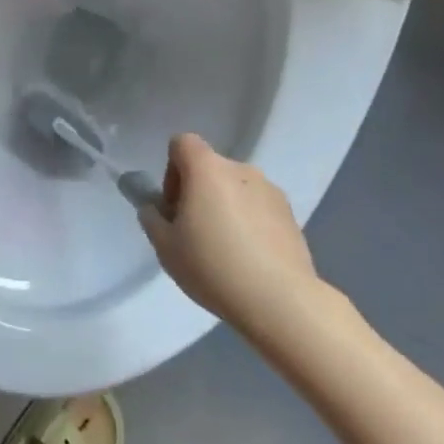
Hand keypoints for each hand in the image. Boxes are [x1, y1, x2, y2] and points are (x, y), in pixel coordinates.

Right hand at [140, 134, 325, 333]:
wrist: (279, 300)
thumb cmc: (213, 266)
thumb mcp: (165, 247)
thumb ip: (152, 219)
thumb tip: (155, 209)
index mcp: (207, 168)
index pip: (182, 143)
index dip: (172, 170)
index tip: (175, 207)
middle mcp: (240, 169)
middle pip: (210, 168)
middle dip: (198, 193)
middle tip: (194, 233)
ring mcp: (270, 190)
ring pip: (236, 189)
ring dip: (226, 207)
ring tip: (226, 251)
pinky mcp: (291, 215)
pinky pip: (259, 208)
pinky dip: (250, 223)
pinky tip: (250, 259)